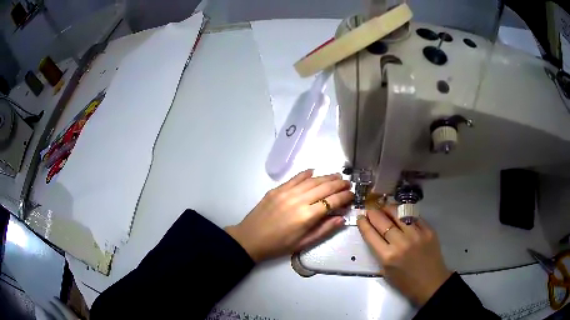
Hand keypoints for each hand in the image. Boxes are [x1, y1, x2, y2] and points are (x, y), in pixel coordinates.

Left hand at [225, 169, 352, 262]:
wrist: (250, 239)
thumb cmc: (279, 245)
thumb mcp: (303, 243)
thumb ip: (324, 230)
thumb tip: (342, 218)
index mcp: (307, 216)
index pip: (332, 201)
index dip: (344, 197)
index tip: (352, 194)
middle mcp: (299, 200)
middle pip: (324, 187)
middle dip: (339, 183)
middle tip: (348, 182)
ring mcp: (286, 192)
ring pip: (311, 180)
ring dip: (326, 176)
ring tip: (336, 175)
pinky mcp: (277, 189)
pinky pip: (295, 178)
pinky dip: (306, 174)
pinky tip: (314, 171)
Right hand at [357, 207, 451, 305]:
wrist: (431, 283)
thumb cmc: (405, 282)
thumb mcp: (386, 272)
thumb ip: (379, 253)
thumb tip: (374, 235)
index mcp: (387, 257)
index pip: (371, 234)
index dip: (363, 224)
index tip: (360, 217)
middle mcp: (401, 243)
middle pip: (383, 221)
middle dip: (373, 213)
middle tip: (370, 210)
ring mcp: (416, 235)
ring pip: (399, 214)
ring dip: (389, 209)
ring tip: (385, 207)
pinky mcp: (428, 230)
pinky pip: (414, 217)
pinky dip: (405, 214)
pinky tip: (401, 213)